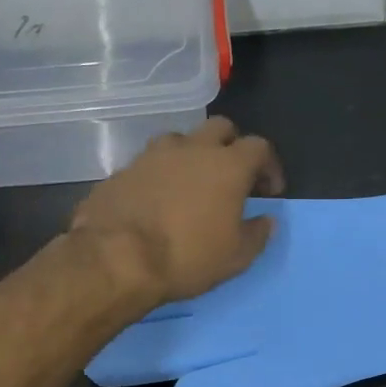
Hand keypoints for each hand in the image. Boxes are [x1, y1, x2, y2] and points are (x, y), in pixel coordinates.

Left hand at [70, 118, 285, 305]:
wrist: (116, 259)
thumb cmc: (186, 257)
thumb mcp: (236, 257)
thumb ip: (257, 234)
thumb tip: (267, 220)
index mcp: (227, 165)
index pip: (259, 147)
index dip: (269, 166)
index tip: (269, 191)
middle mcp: (192, 148)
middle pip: (220, 128)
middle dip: (232, 146)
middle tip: (232, 177)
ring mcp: (152, 155)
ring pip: (181, 140)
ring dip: (192, 155)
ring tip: (191, 185)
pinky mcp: (123, 170)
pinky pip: (150, 163)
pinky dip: (160, 175)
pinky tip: (157, 200)